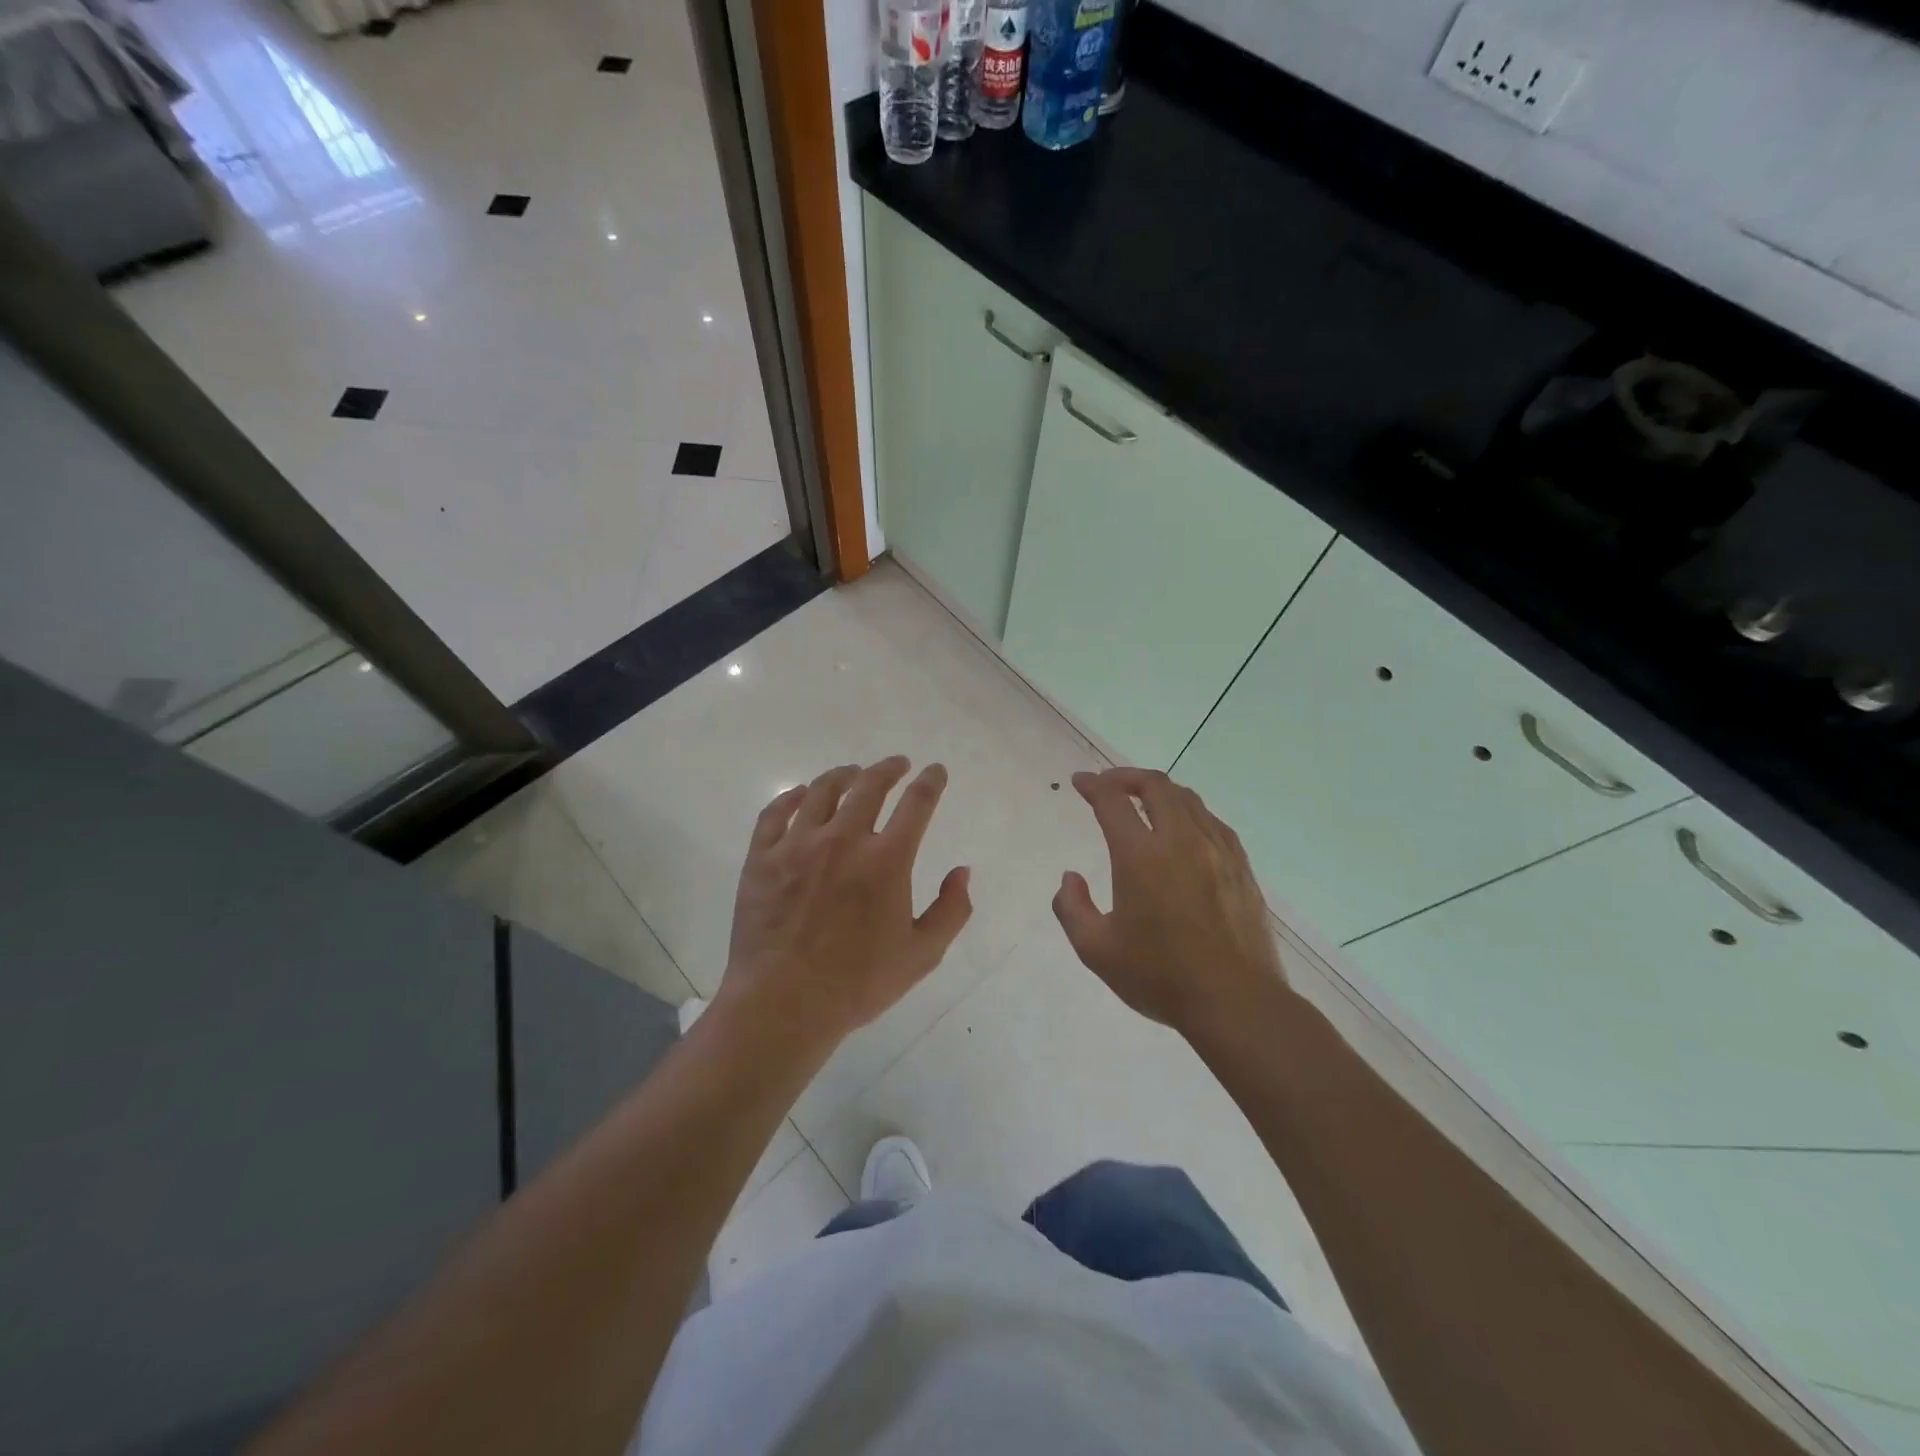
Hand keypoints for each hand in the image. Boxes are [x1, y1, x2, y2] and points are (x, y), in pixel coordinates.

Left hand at [718, 756, 971, 1050]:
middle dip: (888, 768)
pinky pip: (775, 812)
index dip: (930, 782)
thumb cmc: (857, 984)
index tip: (935, 770)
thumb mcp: (922, 955)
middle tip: (897, 764)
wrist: (783, 1004)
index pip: (917, 804)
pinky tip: (801, 794)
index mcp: (887, 860)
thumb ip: (951, 910)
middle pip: (869, 786)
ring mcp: (798, 845)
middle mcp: (844, 840)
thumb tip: (963, 871)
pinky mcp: (762, 858)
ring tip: (852, 772)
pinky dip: (792, 796)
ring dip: (843, 775)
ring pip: (822, 791)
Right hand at [1054, 768, 1286, 1039]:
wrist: (1236, 1002)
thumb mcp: (1096, 950)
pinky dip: (1189, 812)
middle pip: (1156, 786)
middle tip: (1109, 785)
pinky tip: (1184, 830)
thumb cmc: (1160, 977)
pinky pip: (1212, 822)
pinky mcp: (1240, 867)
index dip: (1093, 785)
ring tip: (1144, 802)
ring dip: (1160, 791)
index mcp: (1141, 857)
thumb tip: (1070, 878)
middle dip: (1127, 777)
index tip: (1080, 782)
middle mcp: (1180, 841)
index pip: (1113, 801)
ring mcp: (1217, 851)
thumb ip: (1072, 908)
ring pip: (1188, 799)